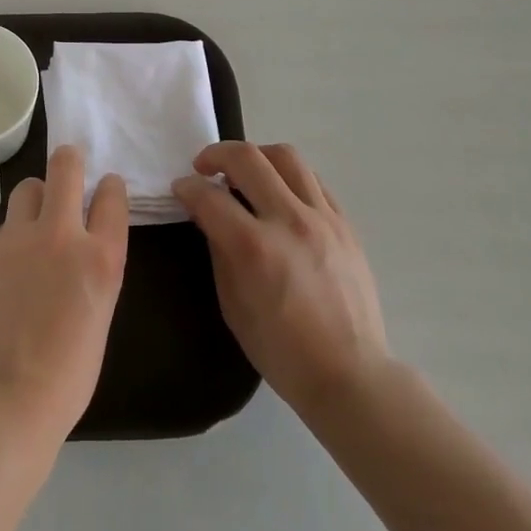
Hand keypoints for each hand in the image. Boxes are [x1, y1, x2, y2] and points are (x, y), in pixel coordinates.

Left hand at [0, 145, 129, 446]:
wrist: (9, 399)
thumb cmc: (69, 371)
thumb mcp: (101, 310)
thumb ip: (92, 265)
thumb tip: (79, 242)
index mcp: (102, 256)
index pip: (112, 194)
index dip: (109, 187)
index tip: (104, 190)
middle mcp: (61, 235)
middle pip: (65, 165)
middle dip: (69, 160)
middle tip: (68, 170)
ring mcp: (17, 239)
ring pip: (27, 189)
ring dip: (36, 200)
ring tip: (33, 228)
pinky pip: (1, 232)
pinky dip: (8, 244)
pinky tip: (4, 279)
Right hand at [173, 142, 389, 421]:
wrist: (350, 374)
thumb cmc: (282, 351)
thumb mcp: (233, 306)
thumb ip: (219, 252)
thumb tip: (209, 217)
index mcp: (255, 248)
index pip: (210, 197)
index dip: (187, 188)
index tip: (180, 190)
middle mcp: (289, 221)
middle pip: (247, 158)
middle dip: (215, 155)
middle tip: (203, 168)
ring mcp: (322, 218)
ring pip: (285, 156)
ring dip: (256, 156)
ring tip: (244, 172)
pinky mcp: (344, 223)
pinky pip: (313, 179)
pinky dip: (288, 176)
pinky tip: (279, 193)